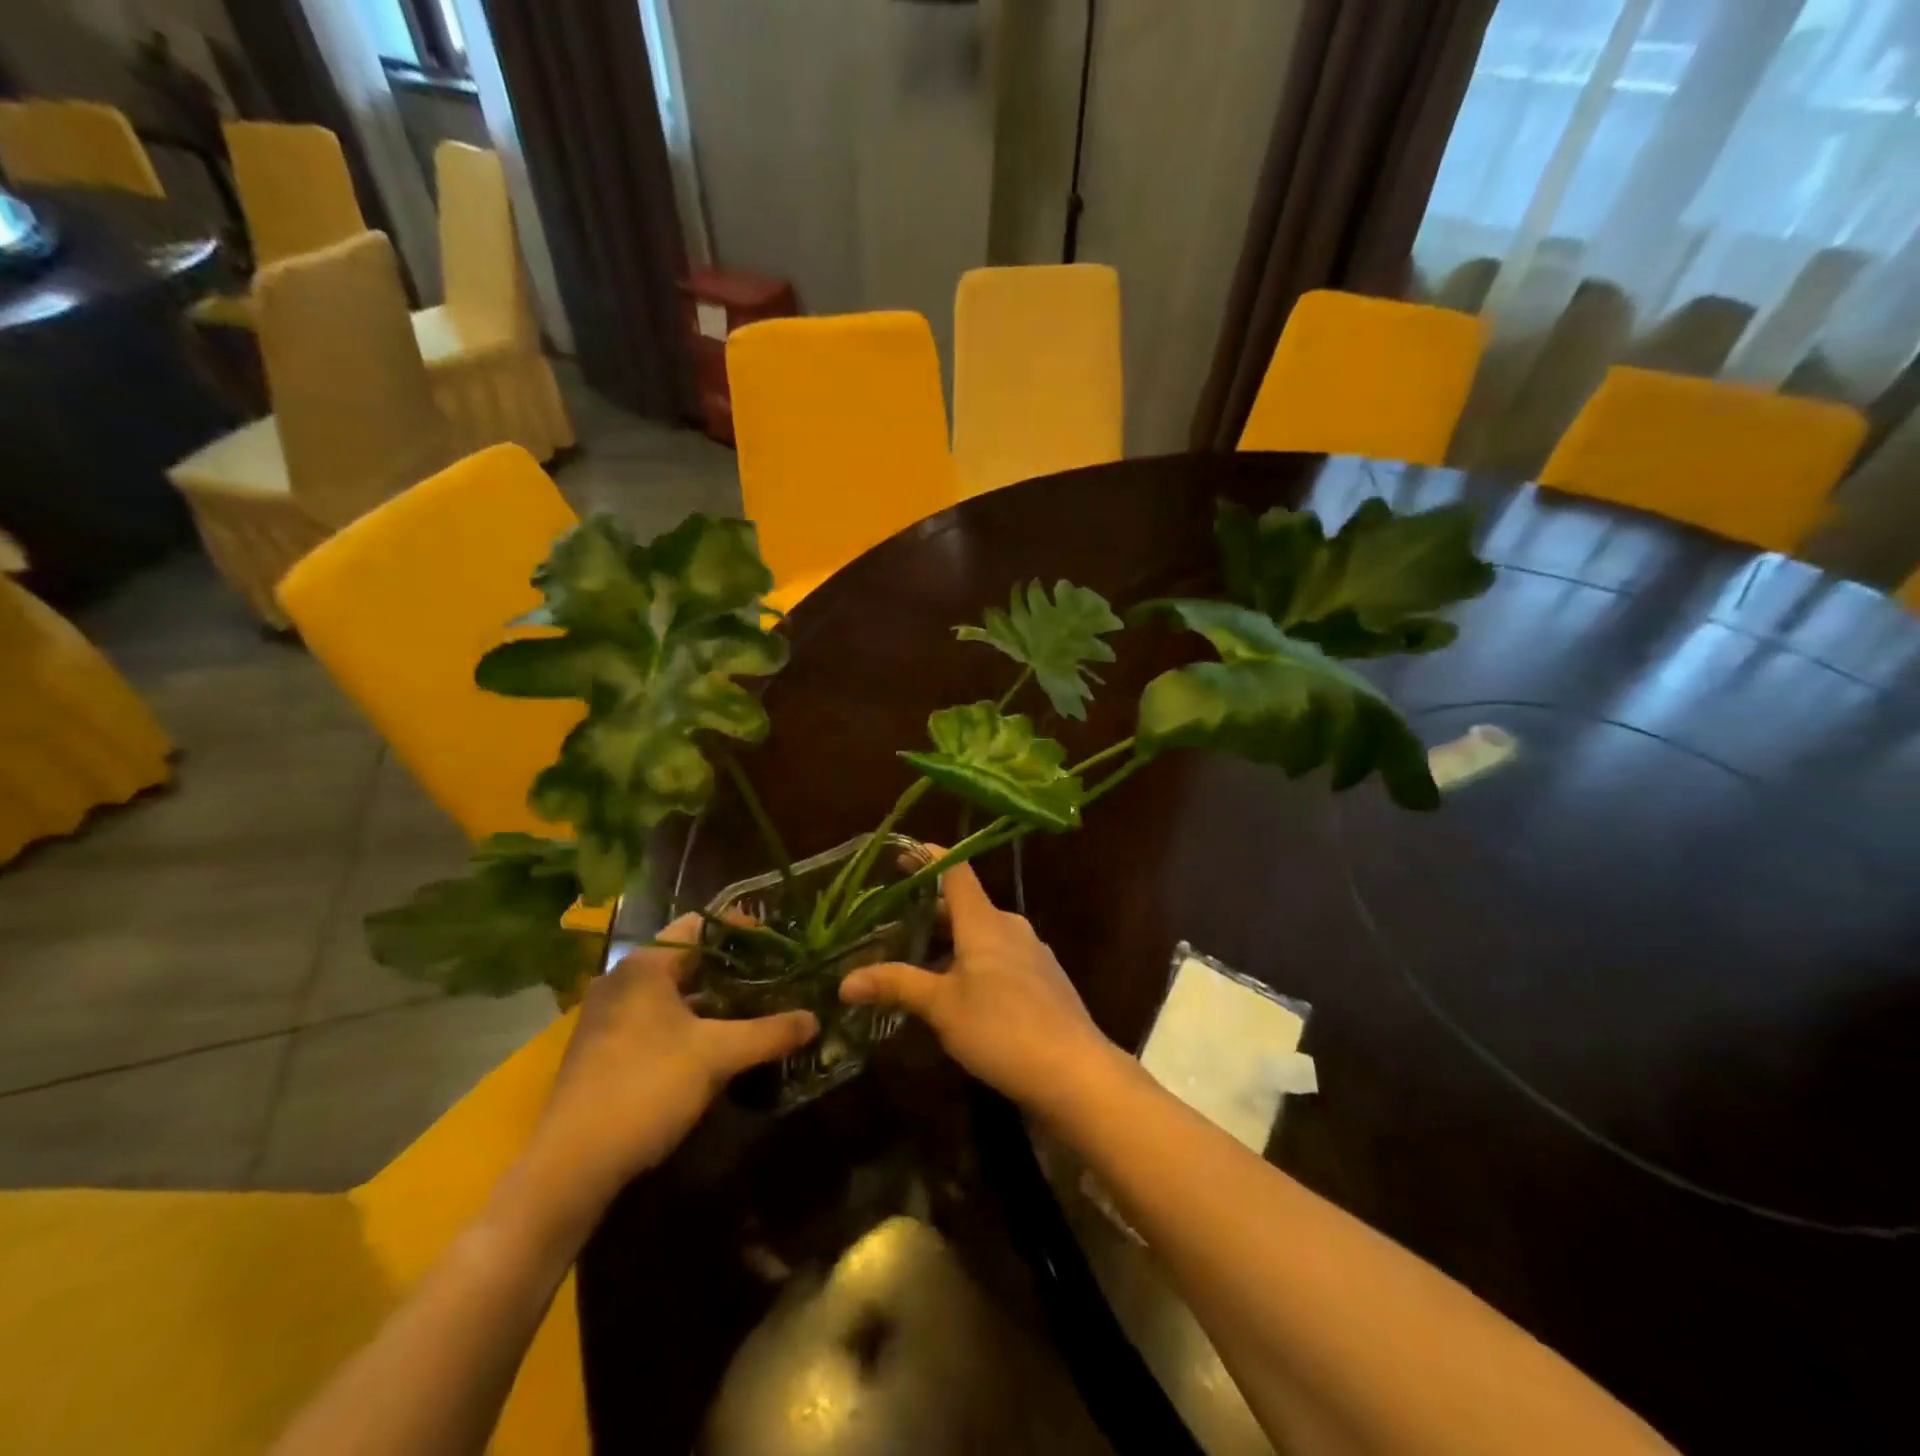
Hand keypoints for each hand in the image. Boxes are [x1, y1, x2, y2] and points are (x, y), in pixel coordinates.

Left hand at [527, 914, 817, 1219]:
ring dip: (713, 999)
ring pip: (673, 993)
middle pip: (689, 959)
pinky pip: (657, 1020)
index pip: (702, 925)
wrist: (570, 1167)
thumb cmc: (646, 1087)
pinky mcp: (603, 1050)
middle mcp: (622, 980)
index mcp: (645, 965)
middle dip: (733, 969)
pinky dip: (689, 1023)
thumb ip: (770, 1032)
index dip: (743, 930)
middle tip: (774, 979)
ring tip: (755, 1011)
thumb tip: (815, 1019)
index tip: (778, 945)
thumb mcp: (718, 1055)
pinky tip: (718, 1046)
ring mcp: (608, 1017)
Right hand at [839, 859, 1117, 1111]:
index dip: (928, 857)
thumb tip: (844, 981)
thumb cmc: (1002, 1028)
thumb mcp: (942, 1007)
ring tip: (917, 958)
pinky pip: (1000, 956)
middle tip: (891, 918)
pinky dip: (973, 961)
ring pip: (982, 934)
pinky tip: (958, 991)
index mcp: (984, 920)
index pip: (955, 870)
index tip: (900, 853)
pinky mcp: (1043, 980)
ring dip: (951, 940)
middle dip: (930, 909)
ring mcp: (1031, 953)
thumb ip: (896, 986)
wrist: (1076, 1071)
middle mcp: (1010, 927)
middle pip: (965, 905)